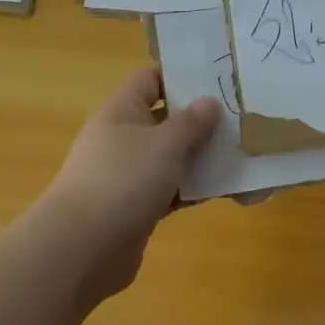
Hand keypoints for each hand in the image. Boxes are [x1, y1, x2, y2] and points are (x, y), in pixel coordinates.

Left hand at [41, 69, 219, 302]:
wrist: (82, 248)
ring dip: (201, 157)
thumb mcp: (165, 144)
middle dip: (201, 120)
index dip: (182, 76)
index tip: (219, 80)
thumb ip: (192, 122)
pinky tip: (223, 190)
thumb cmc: (124, 180)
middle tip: (242, 118)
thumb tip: (209, 102)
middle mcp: (123, 138)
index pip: (151, 79)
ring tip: (241, 153)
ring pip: (170, 158)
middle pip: (165, 119)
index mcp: (122, 111)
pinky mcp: (136, 207)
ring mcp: (128, 175)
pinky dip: (192, 189)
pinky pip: (170, 190)